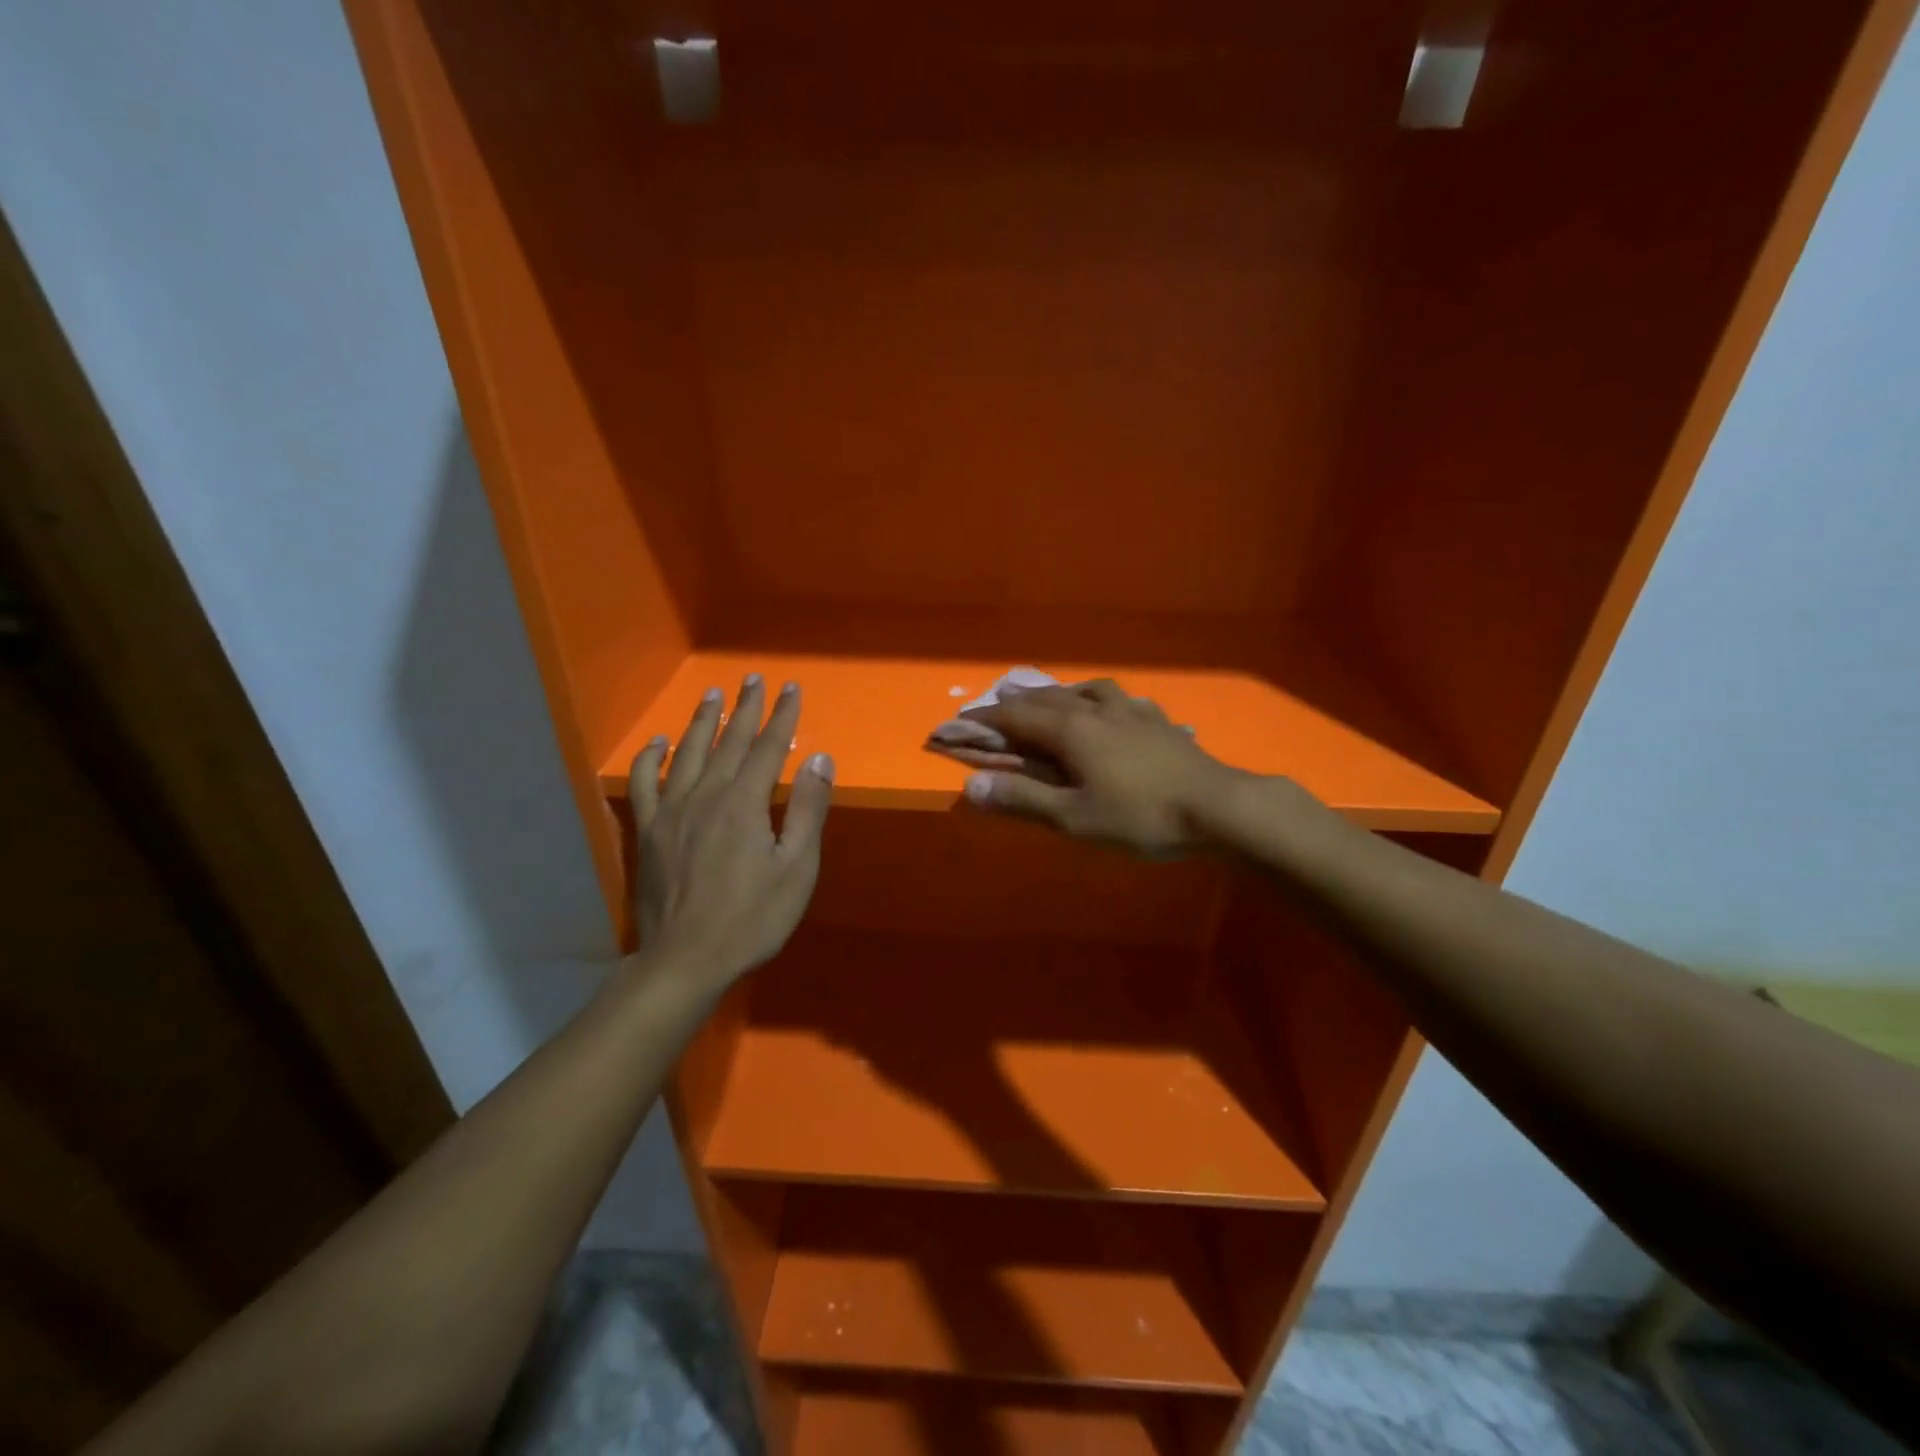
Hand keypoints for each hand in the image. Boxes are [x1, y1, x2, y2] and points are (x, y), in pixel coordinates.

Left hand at [627, 676, 833, 990]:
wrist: (684, 960)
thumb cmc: (751, 919)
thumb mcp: (796, 869)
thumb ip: (807, 810)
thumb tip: (819, 759)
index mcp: (745, 803)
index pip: (768, 747)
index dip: (782, 716)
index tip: (791, 688)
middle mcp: (706, 795)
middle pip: (728, 742)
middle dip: (745, 709)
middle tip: (752, 679)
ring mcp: (671, 812)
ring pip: (687, 754)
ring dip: (702, 722)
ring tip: (712, 696)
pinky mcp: (648, 832)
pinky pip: (645, 784)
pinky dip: (651, 760)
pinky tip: (658, 744)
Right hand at [956, 679, 1244, 857]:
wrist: (1218, 807)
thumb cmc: (1141, 816)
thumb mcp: (1074, 818)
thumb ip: (1022, 799)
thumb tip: (970, 785)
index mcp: (1070, 730)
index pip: (1015, 716)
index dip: (984, 719)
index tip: (959, 722)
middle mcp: (1096, 709)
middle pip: (1047, 697)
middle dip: (1016, 700)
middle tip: (995, 703)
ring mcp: (1131, 711)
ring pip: (1084, 690)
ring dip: (1057, 692)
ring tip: (1049, 697)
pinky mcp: (1157, 721)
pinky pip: (1119, 698)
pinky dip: (1098, 697)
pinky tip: (1110, 706)